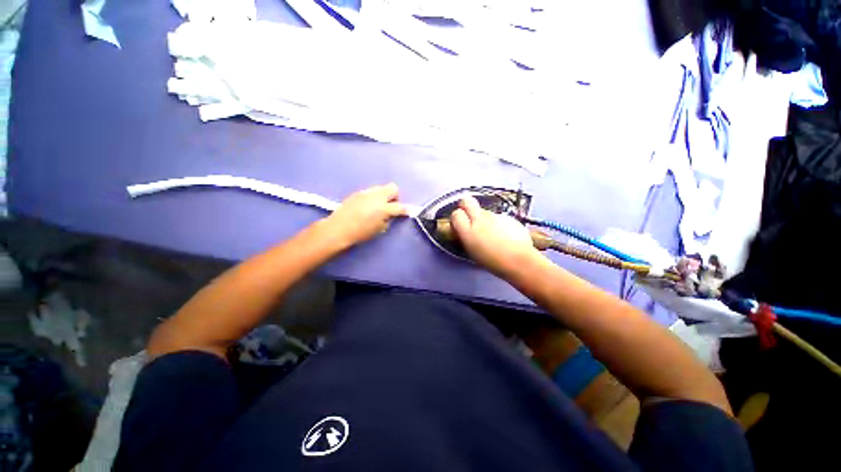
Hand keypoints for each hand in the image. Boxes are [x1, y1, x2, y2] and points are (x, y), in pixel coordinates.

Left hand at [322, 183, 407, 247]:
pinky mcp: (358, 192)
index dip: (406, 210)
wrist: (338, 228)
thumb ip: (388, 219)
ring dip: (384, 195)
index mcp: (383, 208)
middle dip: (395, 196)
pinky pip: (371, 191)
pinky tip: (367, 206)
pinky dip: (373, 197)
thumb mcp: (379, 229)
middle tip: (391, 206)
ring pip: (381, 188)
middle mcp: (377, 196)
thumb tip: (391, 214)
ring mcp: (367, 192)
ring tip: (378, 206)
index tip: (407, 212)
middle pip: (393, 188)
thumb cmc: (360, 233)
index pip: (400, 206)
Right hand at [450, 197, 540, 275]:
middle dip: (465, 205)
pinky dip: (499, 223)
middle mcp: (480, 220)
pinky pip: (498, 217)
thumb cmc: (493, 262)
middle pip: (467, 201)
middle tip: (469, 215)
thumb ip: (466, 237)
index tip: (459, 223)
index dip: (457, 218)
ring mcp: (495, 216)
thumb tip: (464, 230)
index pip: (456, 214)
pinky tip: (505, 235)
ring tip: (492, 233)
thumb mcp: (472, 252)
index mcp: (468, 232)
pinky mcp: (507, 217)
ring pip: (484, 211)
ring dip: (484, 218)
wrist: (519, 260)